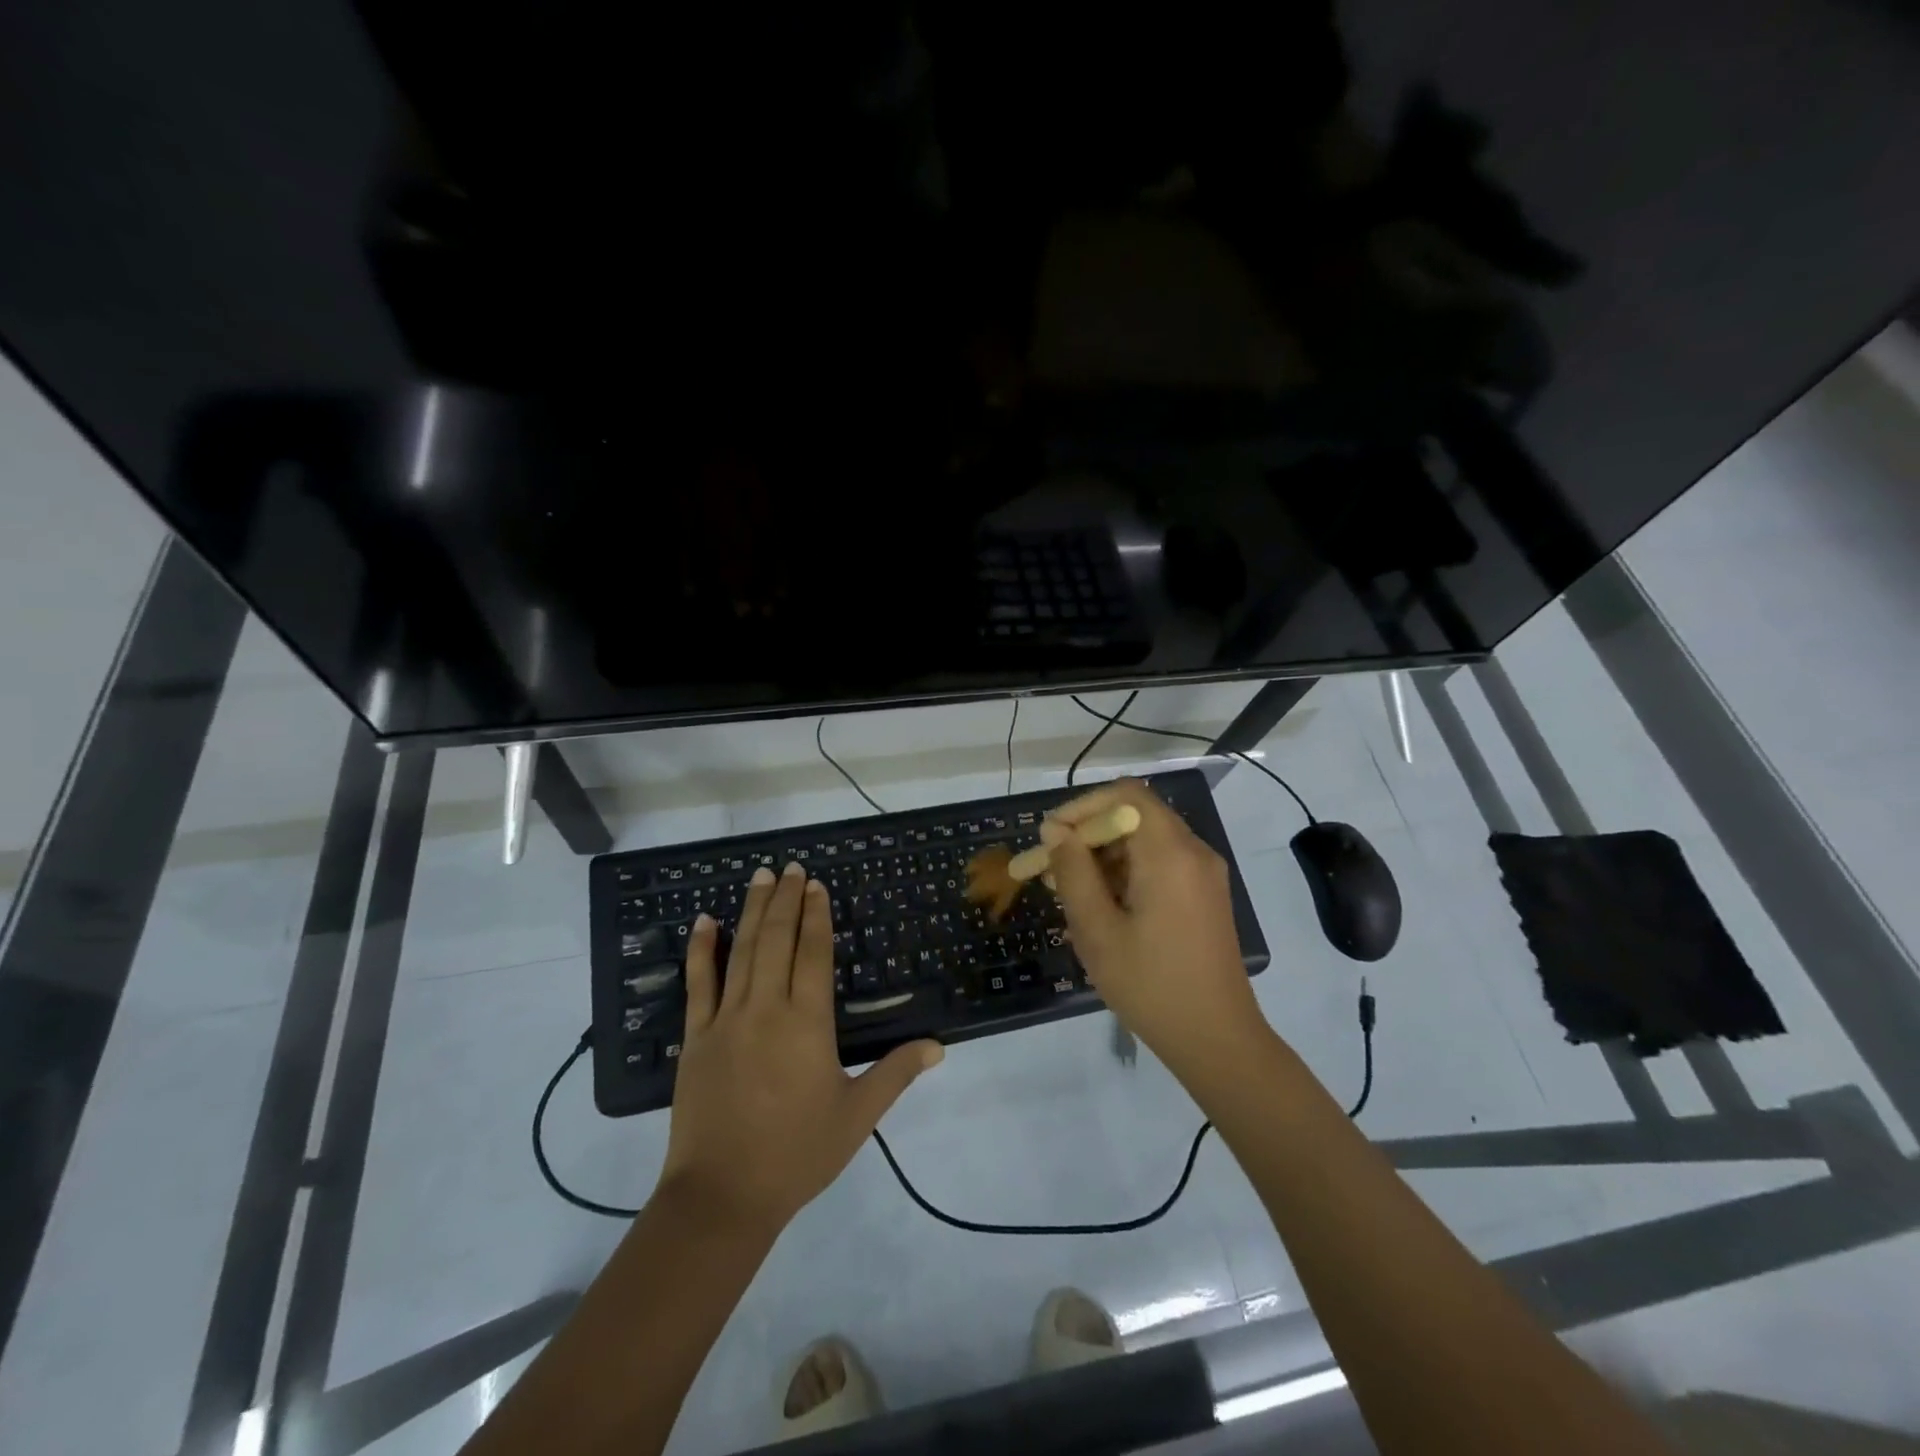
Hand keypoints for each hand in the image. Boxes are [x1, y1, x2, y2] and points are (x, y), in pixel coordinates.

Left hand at [661, 863, 943, 1233]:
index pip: (814, 953)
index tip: (816, 885)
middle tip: (790, 867)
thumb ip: (897, 1073)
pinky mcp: (696, 1036)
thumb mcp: (858, 1115)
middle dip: (786, 899)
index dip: (816, 915)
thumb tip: (939, 1046)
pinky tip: (703, 921)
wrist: (723, 1196)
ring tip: (760, 877)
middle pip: (778, 940)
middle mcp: (767, 1008)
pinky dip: (700, 949)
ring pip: (742, 950)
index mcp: (808, 1022)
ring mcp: (727, 1019)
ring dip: (752, 910)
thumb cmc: (797, 1153)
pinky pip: (698, 983)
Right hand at [1042, 780, 1270, 1074]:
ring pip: (1145, 841)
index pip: (1125, 795)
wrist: (1217, 1040)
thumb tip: (1056, 832)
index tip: (1051, 837)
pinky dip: (1126, 872)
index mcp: (1171, 854)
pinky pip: (1160, 864)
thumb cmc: (1151, 985)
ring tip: (1066, 889)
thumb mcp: (1098, 930)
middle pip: (1135, 816)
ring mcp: (1204, 874)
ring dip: (1104, 855)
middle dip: (1088, 834)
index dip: (1083, 807)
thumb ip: (1073, 873)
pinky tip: (1099, 904)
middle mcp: (1194, 852)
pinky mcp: (1205, 895)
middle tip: (1049, 867)